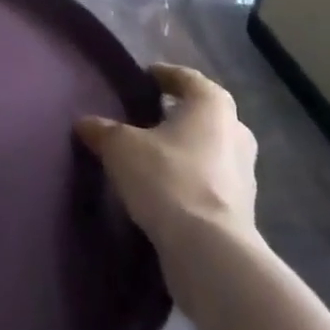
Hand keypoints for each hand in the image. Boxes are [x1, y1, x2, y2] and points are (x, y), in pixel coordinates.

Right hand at [76, 63, 257, 254]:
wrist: (210, 253)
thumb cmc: (168, 179)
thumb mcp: (121, 148)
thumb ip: (103, 131)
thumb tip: (85, 123)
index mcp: (212, 105)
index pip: (187, 78)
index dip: (164, 75)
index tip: (145, 78)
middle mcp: (236, 132)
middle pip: (204, 114)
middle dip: (179, 115)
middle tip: (148, 118)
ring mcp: (245, 175)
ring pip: (211, 150)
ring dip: (186, 151)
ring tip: (152, 157)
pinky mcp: (242, 212)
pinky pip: (211, 184)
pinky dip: (191, 182)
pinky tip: (166, 191)